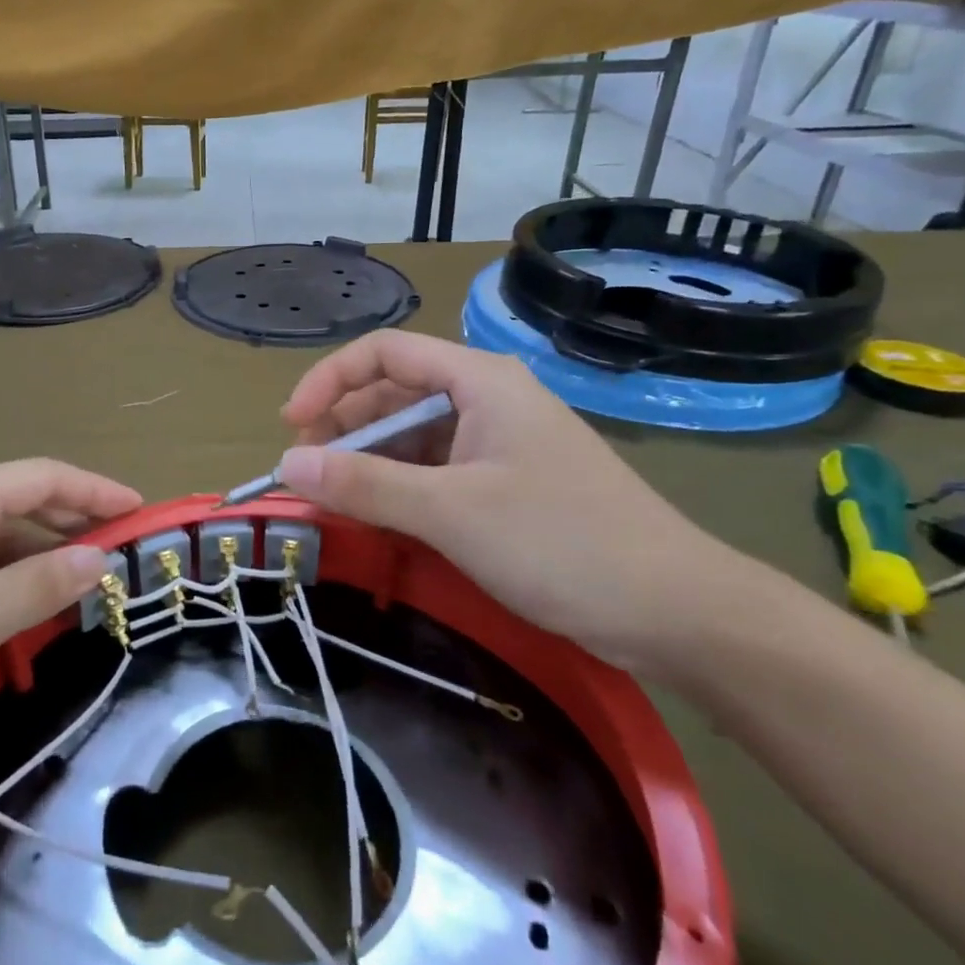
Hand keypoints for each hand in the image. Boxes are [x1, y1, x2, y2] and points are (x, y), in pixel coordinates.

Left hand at [0, 460, 139, 802]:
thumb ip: (40, 585)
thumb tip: (99, 556)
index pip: (43, 477)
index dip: (97, 490)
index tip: (144, 513)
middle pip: (21, 505)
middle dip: (75, 525)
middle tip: (125, 557)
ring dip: (41, 564)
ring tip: (88, 593)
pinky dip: (7, 591)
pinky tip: (26, 622)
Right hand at [276, 330, 757, 674]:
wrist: (677, 611)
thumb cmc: (563, 543)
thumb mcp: (452, 512)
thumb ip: (365, 484)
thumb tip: (286, 464)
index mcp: (480, 380)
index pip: (384, 353)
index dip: (329, 381)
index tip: (291, 427)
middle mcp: (486, 399)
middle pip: (393, 393)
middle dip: (344, 429)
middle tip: (308, 476)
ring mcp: (497, 443)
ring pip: (410, 435)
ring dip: (367, 462)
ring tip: (335, 501)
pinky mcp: (504, 483)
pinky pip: (432, 470)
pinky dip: (397, 488)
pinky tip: (378, 517)